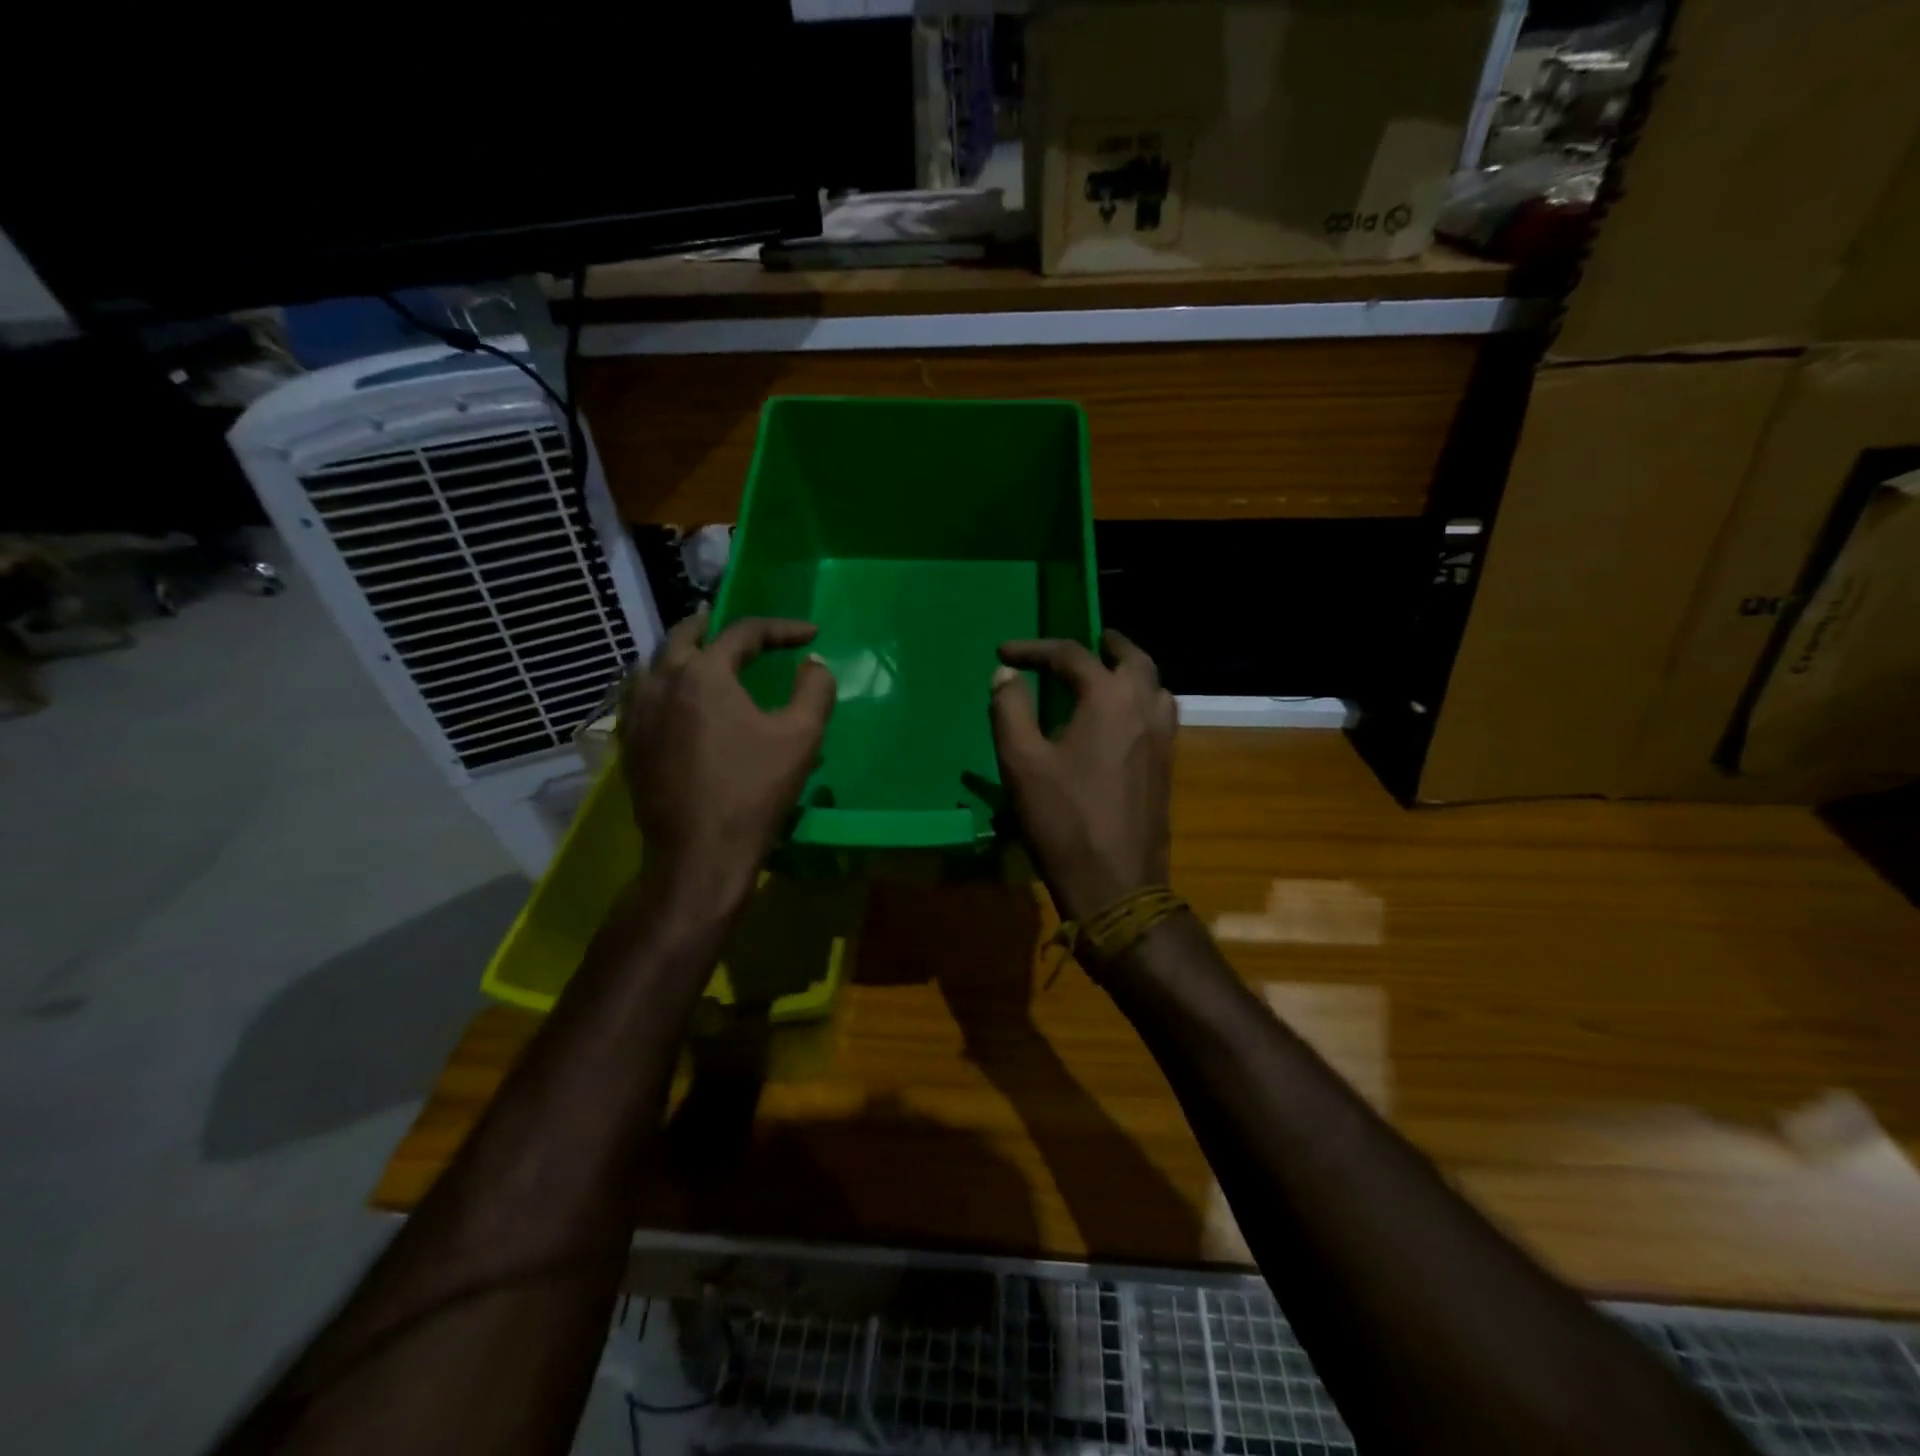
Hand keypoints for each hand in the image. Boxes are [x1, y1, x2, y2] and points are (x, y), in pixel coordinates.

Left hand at [620, 608, 834, 916]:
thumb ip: (814, 690)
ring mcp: (638, 713)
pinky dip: (664, 683)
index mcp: (704, 673)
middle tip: (742, 632)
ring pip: (656, 663)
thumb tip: (814, 663)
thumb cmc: (753, 792)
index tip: (810, 634)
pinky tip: (679, 701)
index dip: (781, 629)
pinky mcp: (630, 743)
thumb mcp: (801, 737)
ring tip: (707, 658)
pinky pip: (643, 695)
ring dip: (685, 652)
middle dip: (716, 626)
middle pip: (685, 635)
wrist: (699, 855)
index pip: (743, 632)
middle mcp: (662, 681)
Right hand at [989, 630, 1175, 923]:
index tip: (1005, 652)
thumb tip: (1006, 673)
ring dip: (1131, 670)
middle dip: (1105, 644)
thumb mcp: (1022, 762)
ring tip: (1106, 674)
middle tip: (1086, 640)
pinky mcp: (1167, 764)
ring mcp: (1164, 737)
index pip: (1071, 655)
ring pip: (1155, 684)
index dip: (1035, 649)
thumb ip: (1010, 709)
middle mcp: (1144, 707)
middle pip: (1133, 658)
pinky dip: (1142, 698)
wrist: (1116, 883)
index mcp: (1108, 699)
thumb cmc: (1063, 820)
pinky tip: (1122, 719)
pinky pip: (1160, 713)